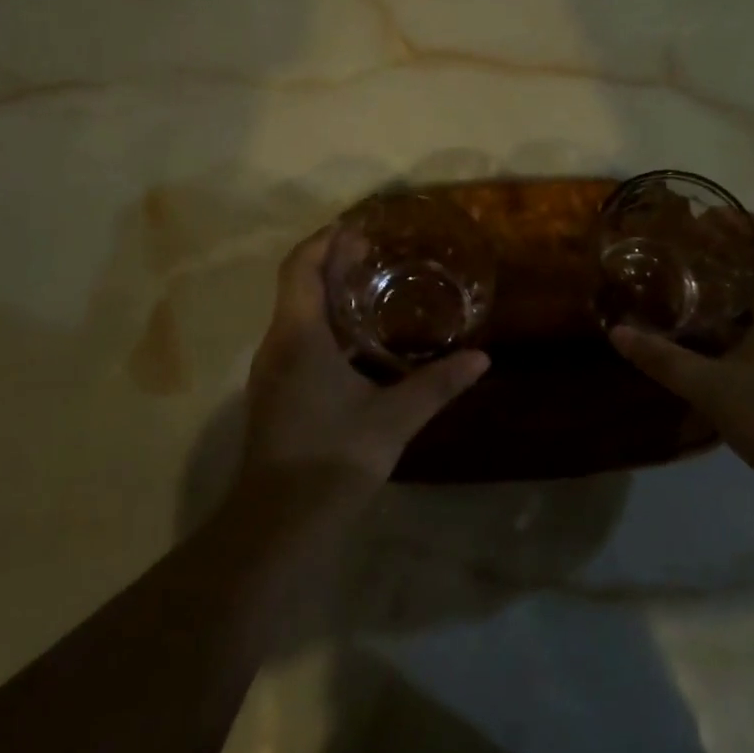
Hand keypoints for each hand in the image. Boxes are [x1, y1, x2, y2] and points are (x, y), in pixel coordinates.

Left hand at [237, 227, 489, 510]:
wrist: (278, 525)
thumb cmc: (333, 459)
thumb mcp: (393, 419)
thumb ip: (437, 384)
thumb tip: (482, 358)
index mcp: (298, 336)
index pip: (301, 266)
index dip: (327, 240)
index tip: (360, 227)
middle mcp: (277, 343)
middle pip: (298, 283)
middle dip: (332, 261)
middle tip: (375, 252)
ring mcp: (271, 369)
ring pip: (295, 312)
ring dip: (327, 292)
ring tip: (370, 286)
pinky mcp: (275, 392)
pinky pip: (296, 337)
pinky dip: (323, 322)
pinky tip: (357, 341)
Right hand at [611, 214, 753, 499]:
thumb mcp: (712, 387)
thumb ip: (664, 359)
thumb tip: (618, 333)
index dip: (744, 220)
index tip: (706, 220)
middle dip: (731, 253)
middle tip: (686, 256)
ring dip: (737, 290)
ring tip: (692, 295)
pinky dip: (747, 321)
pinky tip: (716, 344)